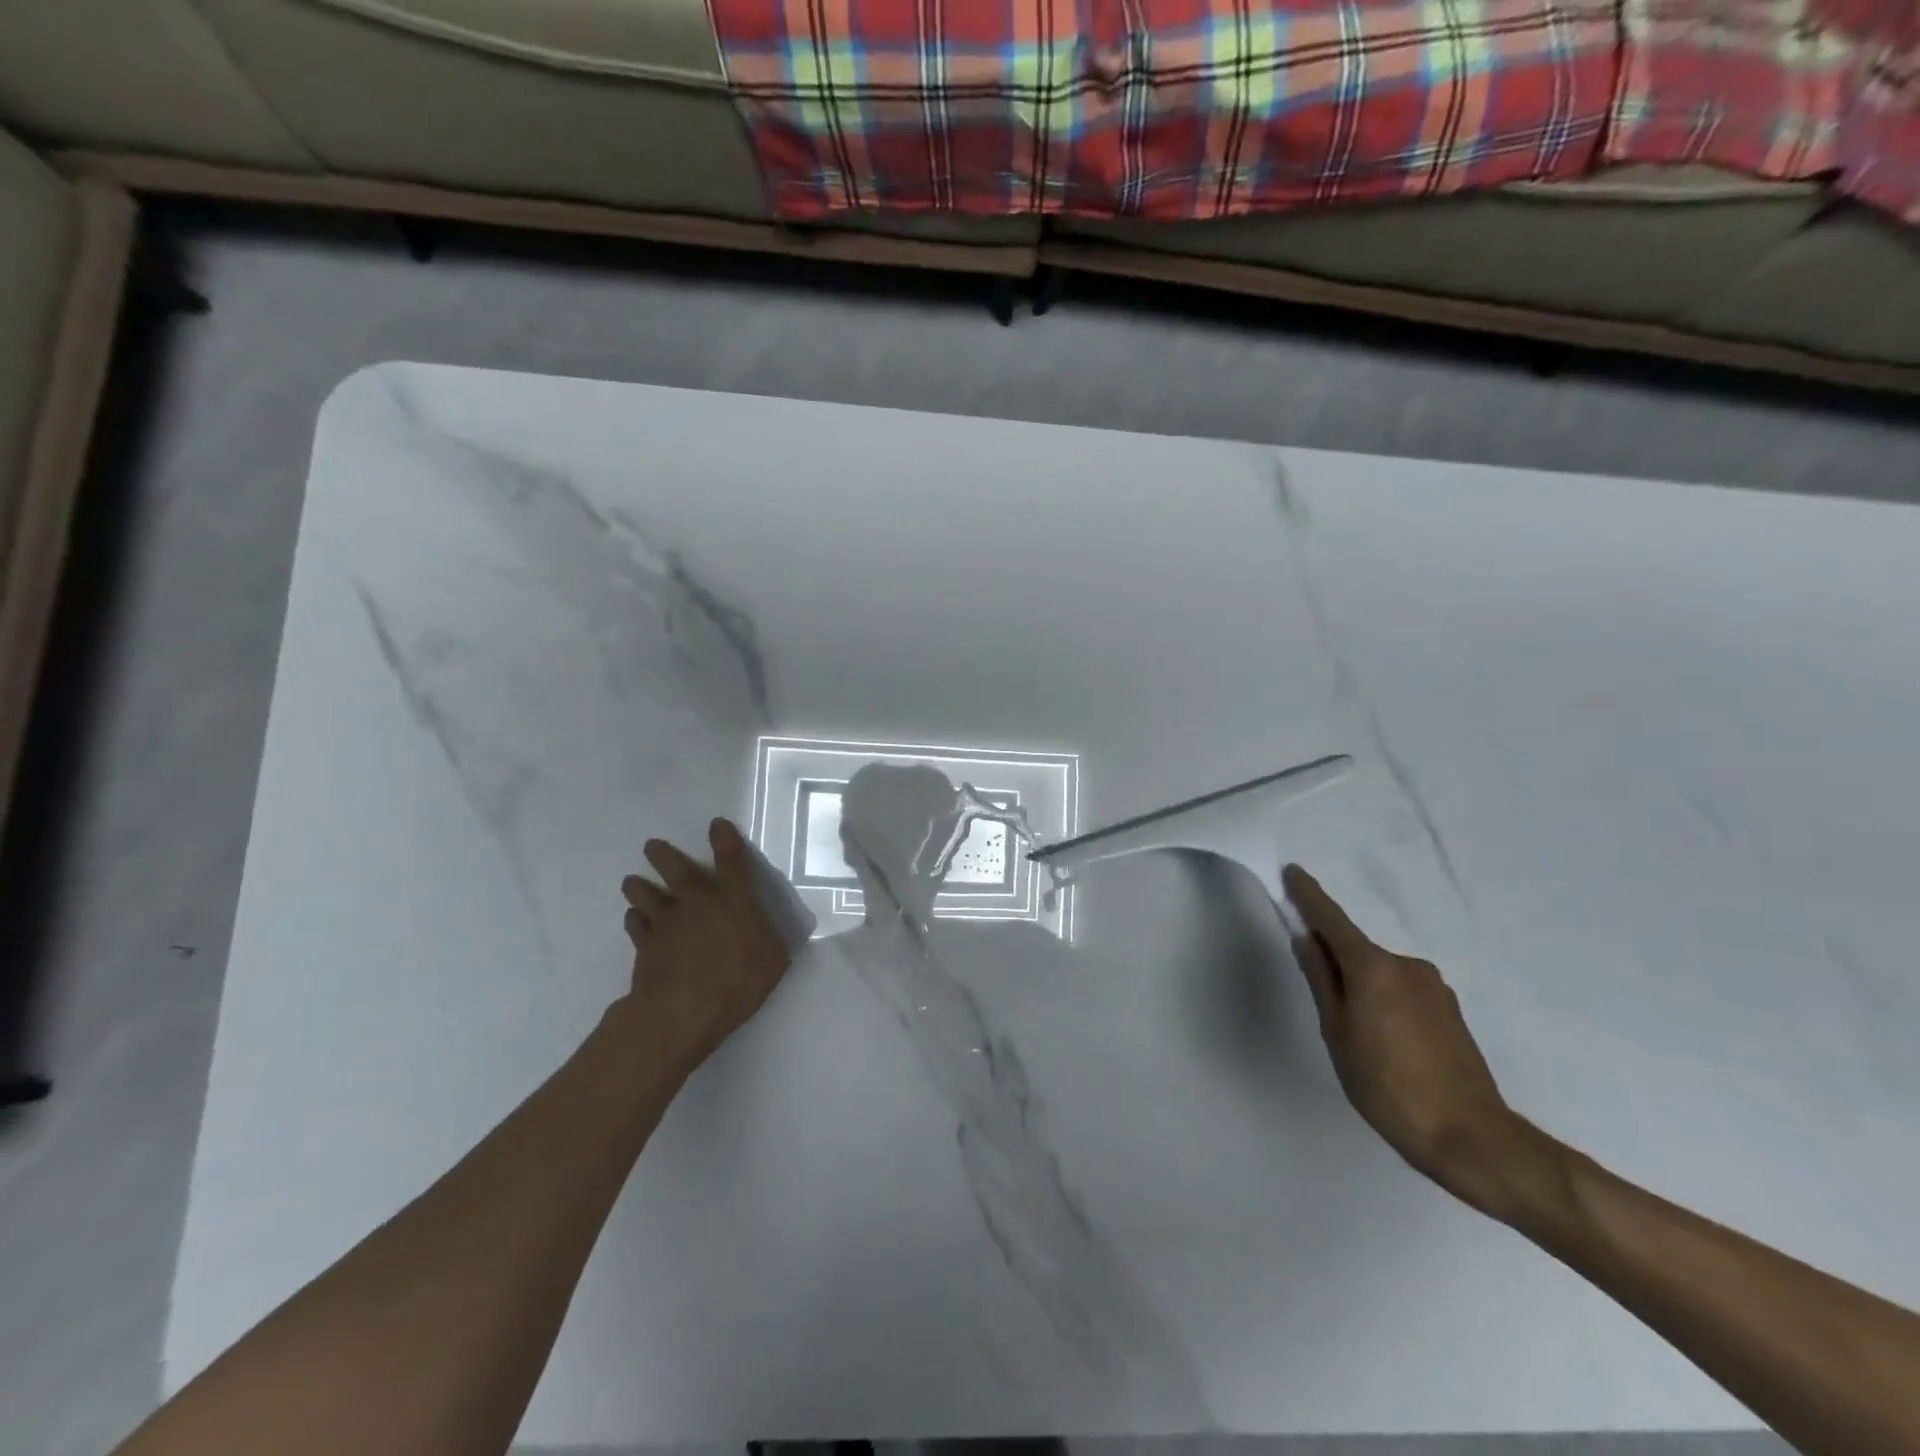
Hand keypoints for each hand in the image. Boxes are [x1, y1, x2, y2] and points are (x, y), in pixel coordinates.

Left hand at [619, 819, 793, 1075]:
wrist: (683, 1009)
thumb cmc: (738, 982)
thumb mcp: (773, 961)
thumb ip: (768, 940)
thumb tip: (764, 933)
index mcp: (733, 901)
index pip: (732, 862)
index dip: (725, 840)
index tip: (716, 824)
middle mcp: (697, 903)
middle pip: (677, 870)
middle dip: (664, 855)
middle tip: (651, 845)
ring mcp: (666, 924)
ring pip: (646, 896)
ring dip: (639, 887)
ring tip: (631, 881)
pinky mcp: (644, 947)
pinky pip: (635, 927)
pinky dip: (634, 921)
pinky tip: (632, 920)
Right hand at [1282, 863, 1553, 1218]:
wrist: (1472, 1137)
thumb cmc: (1387, 1086)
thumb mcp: (1338, 1033)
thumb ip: (1321, 981)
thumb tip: (1307, 940)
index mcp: (1373, 967)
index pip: (1332, 920)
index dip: (1309, 896)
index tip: (1292, 872)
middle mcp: (1406, 965)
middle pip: (1356, 949)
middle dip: (1333, 958)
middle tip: (1320, 998)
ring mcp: (1433, 987)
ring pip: (1380, 972)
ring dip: (1361, 984)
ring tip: (1357, 1035)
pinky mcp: (1449, 1010)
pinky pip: (1402, 990)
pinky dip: (1384, 999)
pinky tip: (1385, 1041)